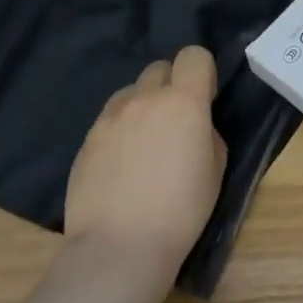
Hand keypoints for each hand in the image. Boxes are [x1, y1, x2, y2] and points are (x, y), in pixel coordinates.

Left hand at [65, 46, 226, 271]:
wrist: (119, 248)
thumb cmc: (181, 210)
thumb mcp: (215, 168)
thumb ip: (206, 132)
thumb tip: (193, 126)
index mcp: (184, 101)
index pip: (194, 55)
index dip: (202, 72)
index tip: (205, 97)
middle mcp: (145, 99)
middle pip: (159, 68)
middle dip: (171, 85)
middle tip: (175, 120)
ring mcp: (110, 118)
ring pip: (131, 92)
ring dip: (143, 105)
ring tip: (144, 142)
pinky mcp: (86, 140)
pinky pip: (109, 120)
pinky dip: (120, 130)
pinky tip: (122, 164)